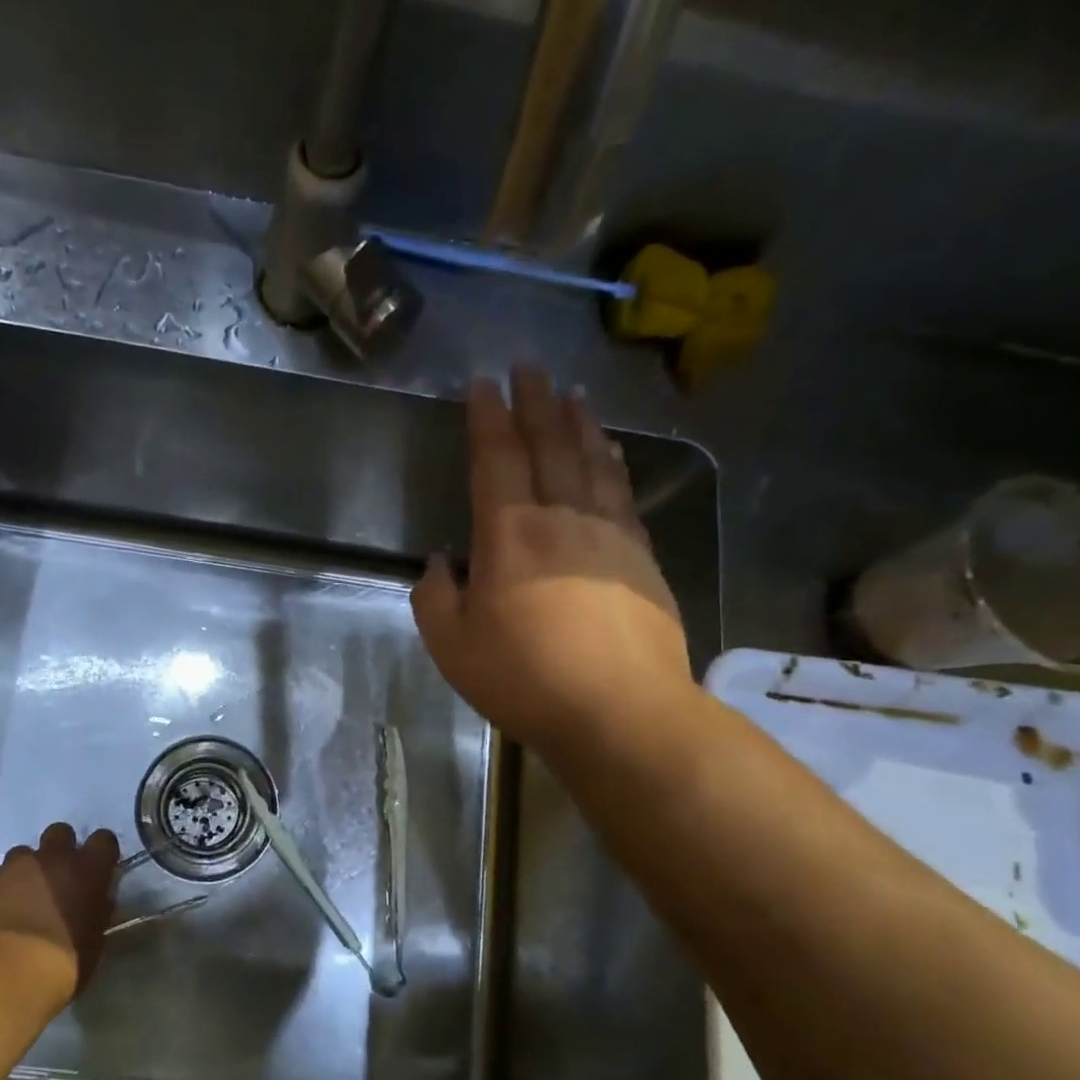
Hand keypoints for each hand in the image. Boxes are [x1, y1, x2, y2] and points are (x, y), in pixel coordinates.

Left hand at [0, 824, 119, 1011]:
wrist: (2, 978)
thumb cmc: (61, 966)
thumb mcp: (94, 942)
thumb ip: (97, 912)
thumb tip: (97, 901)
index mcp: (87, 870)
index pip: (104, 839)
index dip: (101, 853)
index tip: (98, 870)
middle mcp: (52, 859)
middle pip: (60, 833)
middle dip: (60, 851)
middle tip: (59, 880)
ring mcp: (14, 868)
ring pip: (24, 854)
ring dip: (28, 871)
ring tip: (25, 900)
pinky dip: (1, 893)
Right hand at [411, 367, 691, 766]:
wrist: (621, 713)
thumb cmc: (525, 680)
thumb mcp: (452, 647)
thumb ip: (435, 597)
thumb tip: (440, 562)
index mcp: (510, 535)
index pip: (496, 459)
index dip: (488, 417)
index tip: (483, 382)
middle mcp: (563, 519)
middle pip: (549, 446)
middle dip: (535, 403)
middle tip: (529, 366)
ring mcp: (611, 536)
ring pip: (593, 463)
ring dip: (580, 424)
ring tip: (574, 393)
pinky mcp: (643, 559)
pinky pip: (623, 495)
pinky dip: (612, 465)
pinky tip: (610, 454)